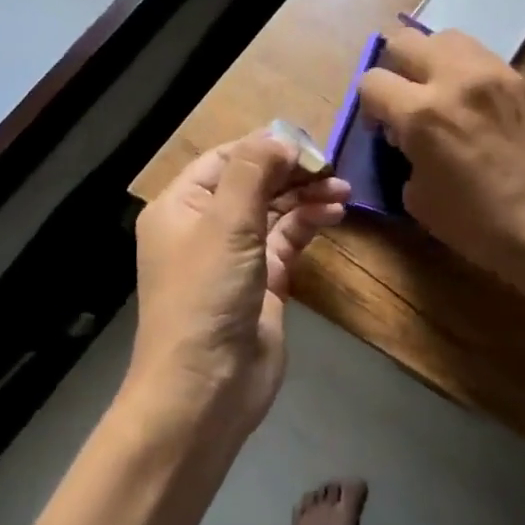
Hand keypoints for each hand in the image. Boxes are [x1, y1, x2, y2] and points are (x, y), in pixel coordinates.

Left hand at [130, 132, 348, 438]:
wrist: (207, 386)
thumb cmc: (206, 296)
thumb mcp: (226, 224)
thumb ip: (254, 172)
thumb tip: (282, 138)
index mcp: (181, 206)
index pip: (227, 158)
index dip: (267, 147)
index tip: (310, 145)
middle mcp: (206, 226)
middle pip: (254, 182)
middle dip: (293, 172)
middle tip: (333, 168)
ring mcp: (236, 256)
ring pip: (275, 211)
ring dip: (307, 197)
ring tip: (343, 190)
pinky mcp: (264, 282)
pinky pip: (288, 241)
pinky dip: (310, 224)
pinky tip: (335, 214)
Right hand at [356, 27, 524, 301]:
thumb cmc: (478, 225)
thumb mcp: (418, 198)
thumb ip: (403, 154)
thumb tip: (405, 136)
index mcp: (423, 114)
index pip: (372, 81)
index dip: (370, 107)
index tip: (383, 129)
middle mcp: (456, 79)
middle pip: (404, 43)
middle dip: (395, 71)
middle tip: (405, 102)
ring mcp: (494, 73)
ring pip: (445, 38)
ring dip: (432, 62)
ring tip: (440, 94)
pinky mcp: (521, 79)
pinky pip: (480, 57)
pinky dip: (466, 72)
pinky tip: (473, 104)